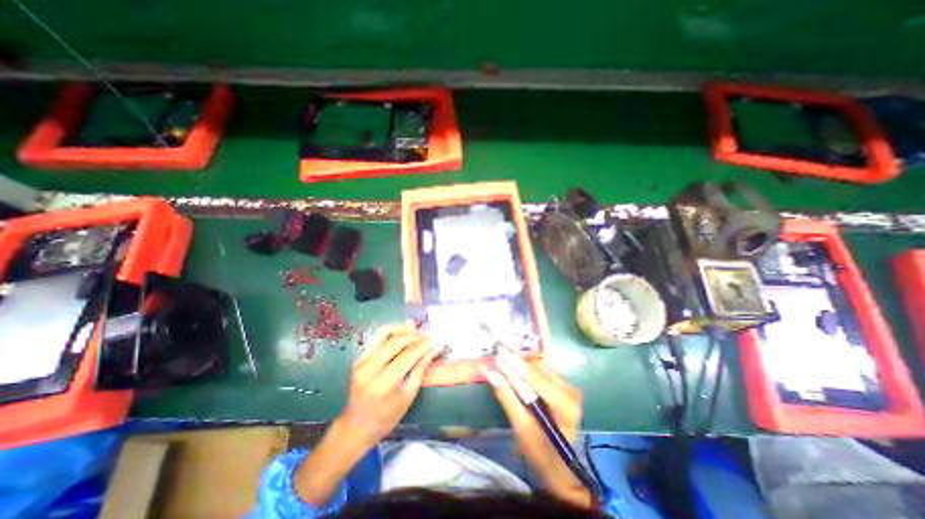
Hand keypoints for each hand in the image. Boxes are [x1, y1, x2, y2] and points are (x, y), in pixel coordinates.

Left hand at [338, 323, 440, 450]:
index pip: (407, 355)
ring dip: (403, 329)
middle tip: (428, 337)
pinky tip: (404, 333)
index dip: (423, 346)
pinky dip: (392, 332)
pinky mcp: (359, 357)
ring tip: (416, 331)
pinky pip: (377, 337)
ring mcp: (362, 361)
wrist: (356, 426)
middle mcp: (370, 368)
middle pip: (396, 341)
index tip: (436, 342)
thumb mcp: (408, 396)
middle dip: (416, 336)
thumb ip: (420, 369)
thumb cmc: (387, 416)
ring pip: (384, 333)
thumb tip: (434, 348)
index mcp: (384, 383)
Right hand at [484, 349, 592, 505]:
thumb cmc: (540, 452)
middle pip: (539, 368)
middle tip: (498, 352)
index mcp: (564, 405)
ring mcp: (570, 388)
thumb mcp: (521, 427)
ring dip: (522, 363)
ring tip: (504, 359)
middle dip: (517, 360)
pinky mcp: (565, 388)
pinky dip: (528, 368)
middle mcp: (571, 391)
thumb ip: (507, 397)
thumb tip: (491, 373)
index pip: (535, 377)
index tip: (499, 350)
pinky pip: (544, 371)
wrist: (559, 468)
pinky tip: (516, 368)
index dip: (515, 362)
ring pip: (541, 366)